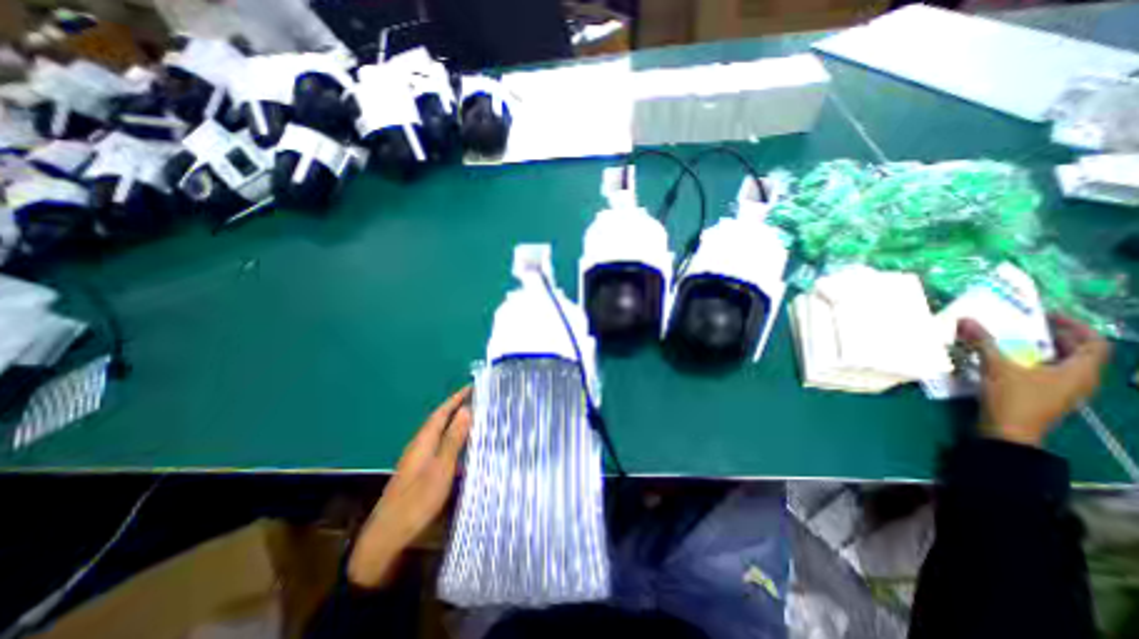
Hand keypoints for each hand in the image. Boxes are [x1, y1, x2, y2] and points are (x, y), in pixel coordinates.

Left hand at [348, 386, 470, 585]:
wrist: (387, 536)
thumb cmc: (417, 500)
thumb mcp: (441, 468)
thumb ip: (453, 439)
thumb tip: (466, 410)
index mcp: (424, 440)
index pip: (442, 412)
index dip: (456, 398)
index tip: (472, 387)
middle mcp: (419, 445)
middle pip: (440, 421)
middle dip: (457, 409)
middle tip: (479, 402)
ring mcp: (418, 460)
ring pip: (440, 435)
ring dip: (456, 425)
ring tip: (476, 421)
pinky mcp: (419, 472)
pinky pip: (440, 448)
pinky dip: (453, 442)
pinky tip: (463, 451)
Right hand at [955, 312, 1108, 445]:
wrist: (1008, 431)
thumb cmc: (1013, 398)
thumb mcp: (996, 367)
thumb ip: (982, 343)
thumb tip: (967, 320)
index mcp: (1081, 371)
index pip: (1094, 343)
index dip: (1075, 326)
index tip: (1047, 316)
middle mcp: (1081, 379)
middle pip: (1078, 352)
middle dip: (1055, 336)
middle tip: (1027, 325)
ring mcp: (1064, 390)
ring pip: (1062, 363)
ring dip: (1042, 349)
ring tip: (1015, 340)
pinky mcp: (1047, 396)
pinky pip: (1048, 372)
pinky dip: (1033, 361)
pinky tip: (1009, 360)